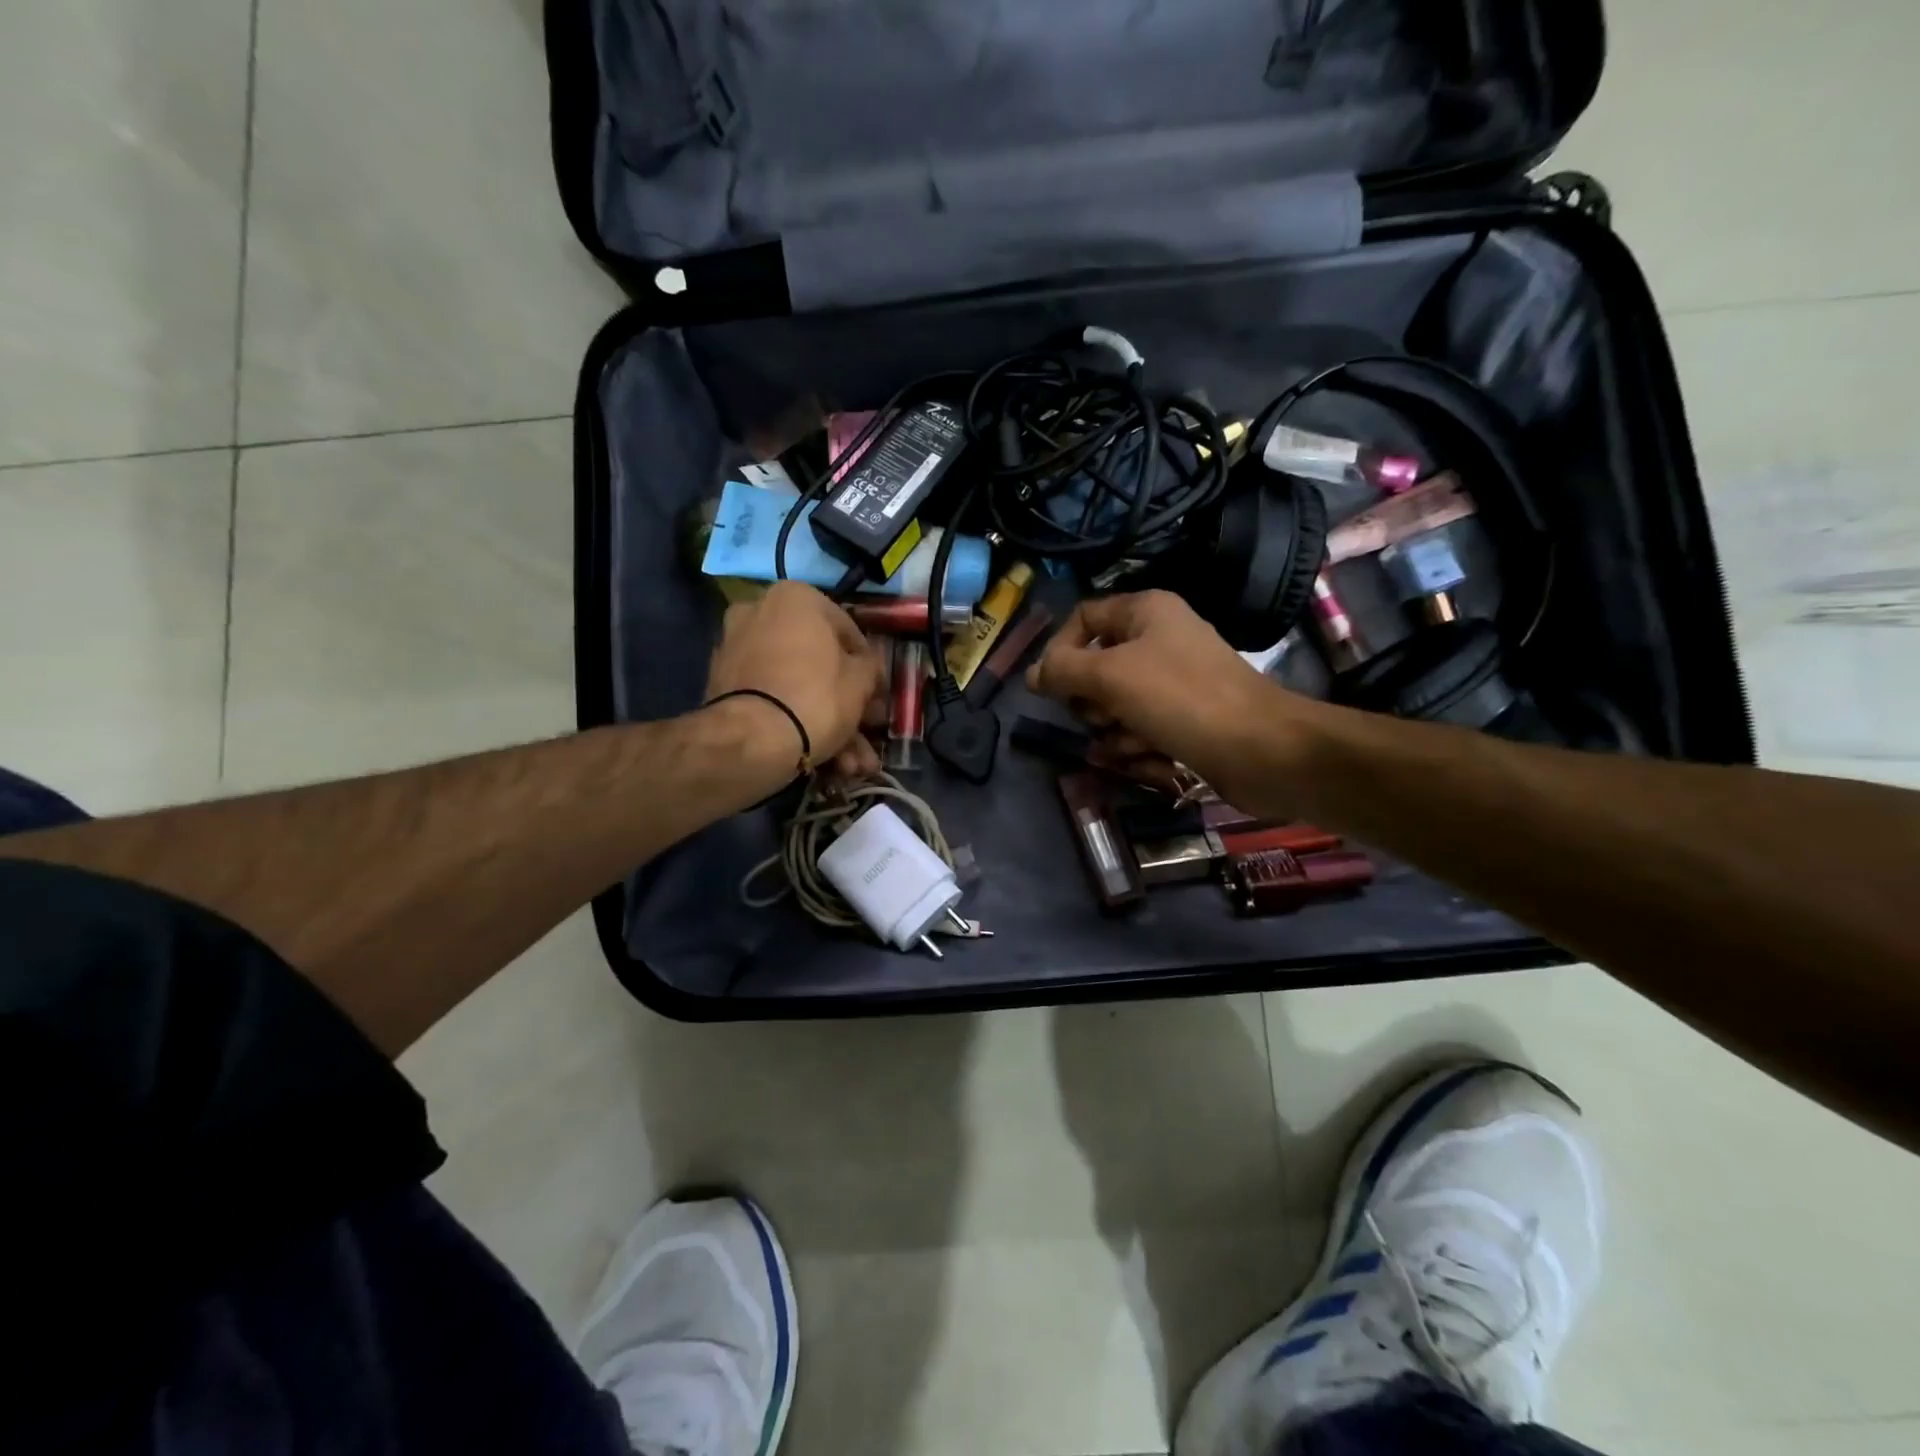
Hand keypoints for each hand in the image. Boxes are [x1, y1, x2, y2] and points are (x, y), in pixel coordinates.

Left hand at [705, 582, 885, 779]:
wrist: (751, 740)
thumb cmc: (816, 697)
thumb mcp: (861, 681)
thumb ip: (869, 666)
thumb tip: (866, 665)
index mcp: (795, 597)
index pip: (846, 630)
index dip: (866, 666)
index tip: (875, 693)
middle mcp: (758, 611)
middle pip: (815, 659)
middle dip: (843, 699)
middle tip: (864, 728)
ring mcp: (735, 647)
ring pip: (793, 683)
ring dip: (824, 720)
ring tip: (849, 761)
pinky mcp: (720, 683)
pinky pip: (769, 696)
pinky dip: (792, 719)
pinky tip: (818, 756)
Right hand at [1027, 591, 1315, 804]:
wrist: (1262, 750)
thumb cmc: (1182, 699)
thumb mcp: (1110, 676)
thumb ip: (1062, 670)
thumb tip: (1031, 675)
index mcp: (1146, 612)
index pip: (1083, 618)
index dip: (1060, 650)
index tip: (1051, 686)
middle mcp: (1159, 641)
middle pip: (1096, 667)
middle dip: (1091, 701)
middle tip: (1102, 715)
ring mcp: (1173, 683)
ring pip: (1115, 707)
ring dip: (1114, 732)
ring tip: (1133, 744)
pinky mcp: (1184, 721)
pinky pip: (1141, 731)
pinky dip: (1140, 749)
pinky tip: (1153, 761)